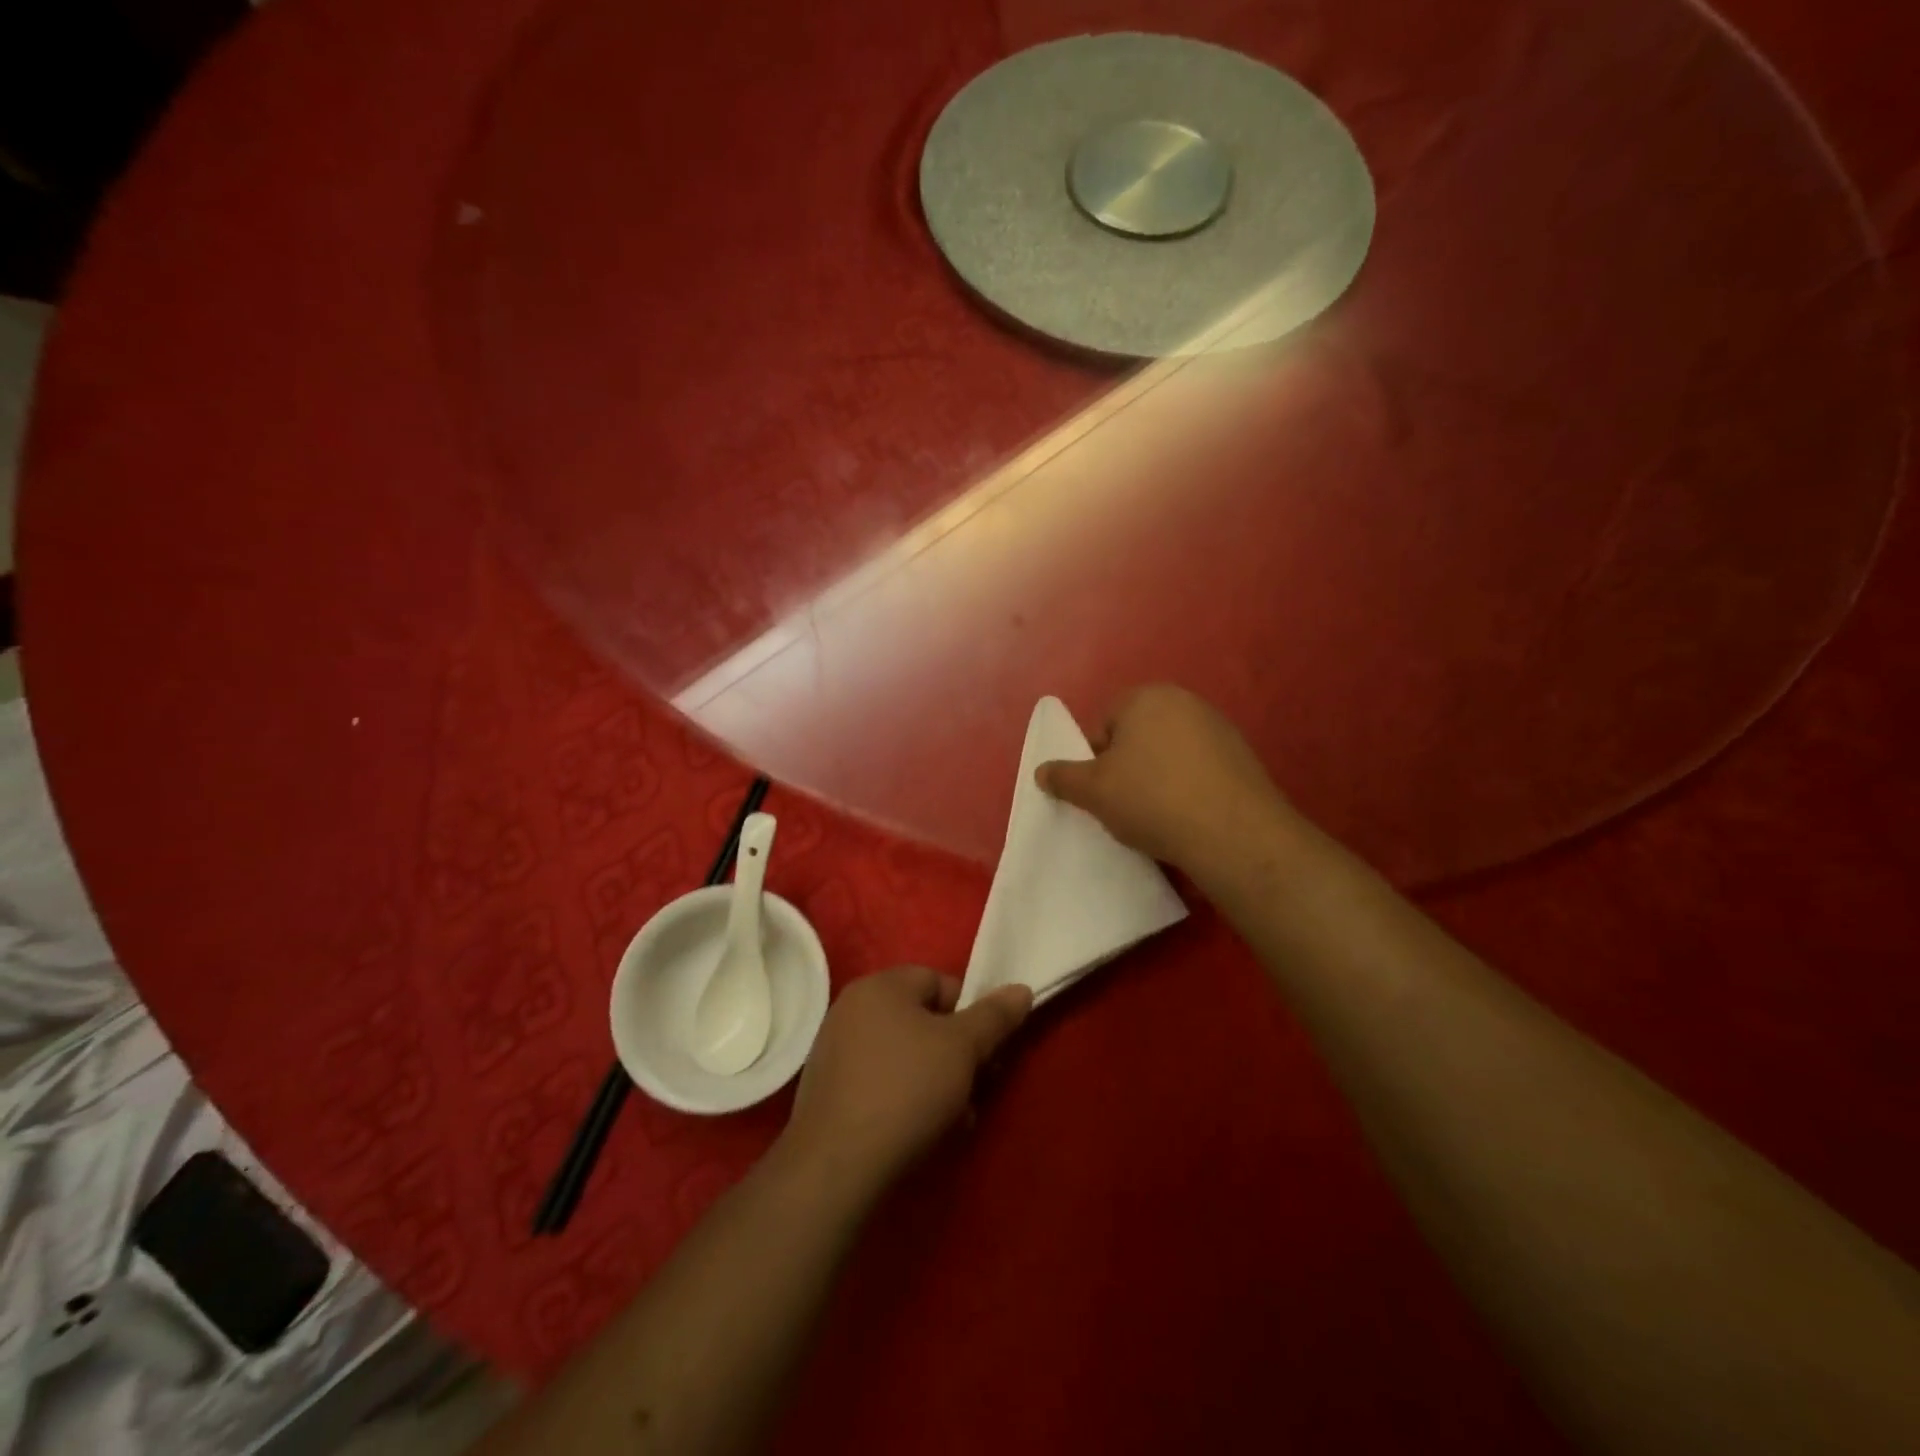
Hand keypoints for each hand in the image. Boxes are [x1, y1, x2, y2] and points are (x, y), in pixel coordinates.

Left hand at [781, 967, 1031, 1200]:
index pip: (940, 982)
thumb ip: (995, 1016)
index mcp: (880, 986)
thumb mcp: (963, 1048)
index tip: (986, 1052)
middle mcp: (852, 1008)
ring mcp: (835, 1049)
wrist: (836, 1165)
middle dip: (957, 1054)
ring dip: (936, 1080)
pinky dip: (905, 1098)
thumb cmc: (907, 1089)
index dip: (970, 1014)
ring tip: (956, 1119)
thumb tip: (1021, 989)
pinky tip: (922, 1131)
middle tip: (977, 1088)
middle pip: (922, 1020)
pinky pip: (880, 1081)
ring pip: (904, 1055)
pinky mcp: (828, 1090)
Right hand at [1036, 684, 1294, 878]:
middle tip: (1125, 805)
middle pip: (1137, 737)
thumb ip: (1063, 777)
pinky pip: (1199, 770)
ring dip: (1158, 778)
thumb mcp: (1093, 792)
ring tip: (1158, 816)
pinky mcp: (1243, 756)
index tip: (1101, 792)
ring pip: (1168, 754)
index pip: (1103, 725)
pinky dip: (1188, 788)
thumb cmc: (1151, 799)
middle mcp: (1184, 701)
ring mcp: (1218, 727)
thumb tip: (1041, 771)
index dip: (1095, 760)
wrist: (1233, 833)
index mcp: (1145, 697)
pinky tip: (1188, 817)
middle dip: (1127, 767)